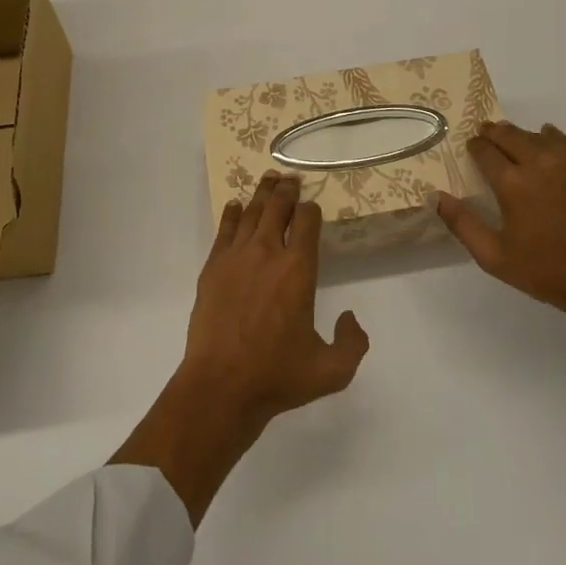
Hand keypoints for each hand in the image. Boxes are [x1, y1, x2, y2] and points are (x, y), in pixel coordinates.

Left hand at [111, 172, 368, 522]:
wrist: (220, 386)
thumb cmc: (277, 376)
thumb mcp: (331, 371)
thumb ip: (353, 343)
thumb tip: (350, 317)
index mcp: (298, 269)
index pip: (307, 221)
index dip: (311, 209)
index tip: (312, 205)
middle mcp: (268, 252)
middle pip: (278, 207)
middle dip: (287, 190)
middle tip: (290, 178)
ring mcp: (236, 257)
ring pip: (252, 212)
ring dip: (262, 193)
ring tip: (268, 178)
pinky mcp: (213, 267)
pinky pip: (225, 230)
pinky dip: (233, 214)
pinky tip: (236, 205)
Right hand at [437, 121, 565, 417]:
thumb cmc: (546, 271)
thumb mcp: (494, 257)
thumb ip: (462, 224)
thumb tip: (436, 197)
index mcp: (512, 182)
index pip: (484, 150)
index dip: (475, 146)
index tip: (472, 148)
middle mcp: (539, 162)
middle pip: (509, 134)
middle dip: (494, 133)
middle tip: (487, 135)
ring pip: (539, 134)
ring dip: (523, 136)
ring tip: (517, 142)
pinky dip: (554, 140)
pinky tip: (551, 144)